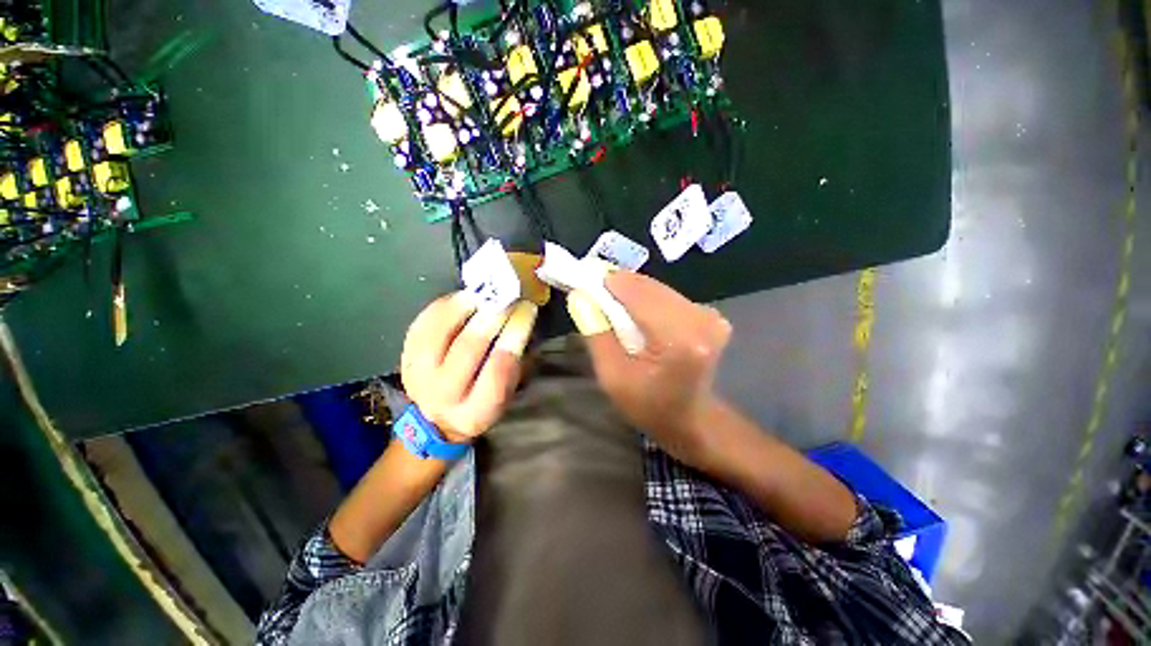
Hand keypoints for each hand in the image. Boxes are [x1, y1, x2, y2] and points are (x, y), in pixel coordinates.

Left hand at [400, 293, 537, 442]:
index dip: (514, 335)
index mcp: (476, 411)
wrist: (437, 417)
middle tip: (507, 295)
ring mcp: (417, 375)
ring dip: (462, 307)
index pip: (498, 369)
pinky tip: (461, 297)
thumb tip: (521, 321)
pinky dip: (442, 306)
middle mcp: (443, 396)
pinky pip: (421, 324)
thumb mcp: (507, 394)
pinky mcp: (405, 357)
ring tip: (482, 292)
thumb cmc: (483, 401)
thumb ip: (516, 363)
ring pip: (438, 333)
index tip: (527, 310)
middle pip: (467, 348)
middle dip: (491, 317)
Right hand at [567, 272, 731, 462]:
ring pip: (657, 289)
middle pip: (648, 287)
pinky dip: (647, 301)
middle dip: (618, 288)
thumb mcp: (612, 376)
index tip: (584, 283)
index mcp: (678, 339)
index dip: (607, 282)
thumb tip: (580, 295)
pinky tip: (637, 317)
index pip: (636, 292)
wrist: (691, 420)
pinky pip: (668, 296)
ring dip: (632, 294)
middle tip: (594, 296)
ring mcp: (710, 315)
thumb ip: (596, 333)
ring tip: (613, 309)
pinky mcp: (710, 315)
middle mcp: (700, 319)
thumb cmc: (649, 405)